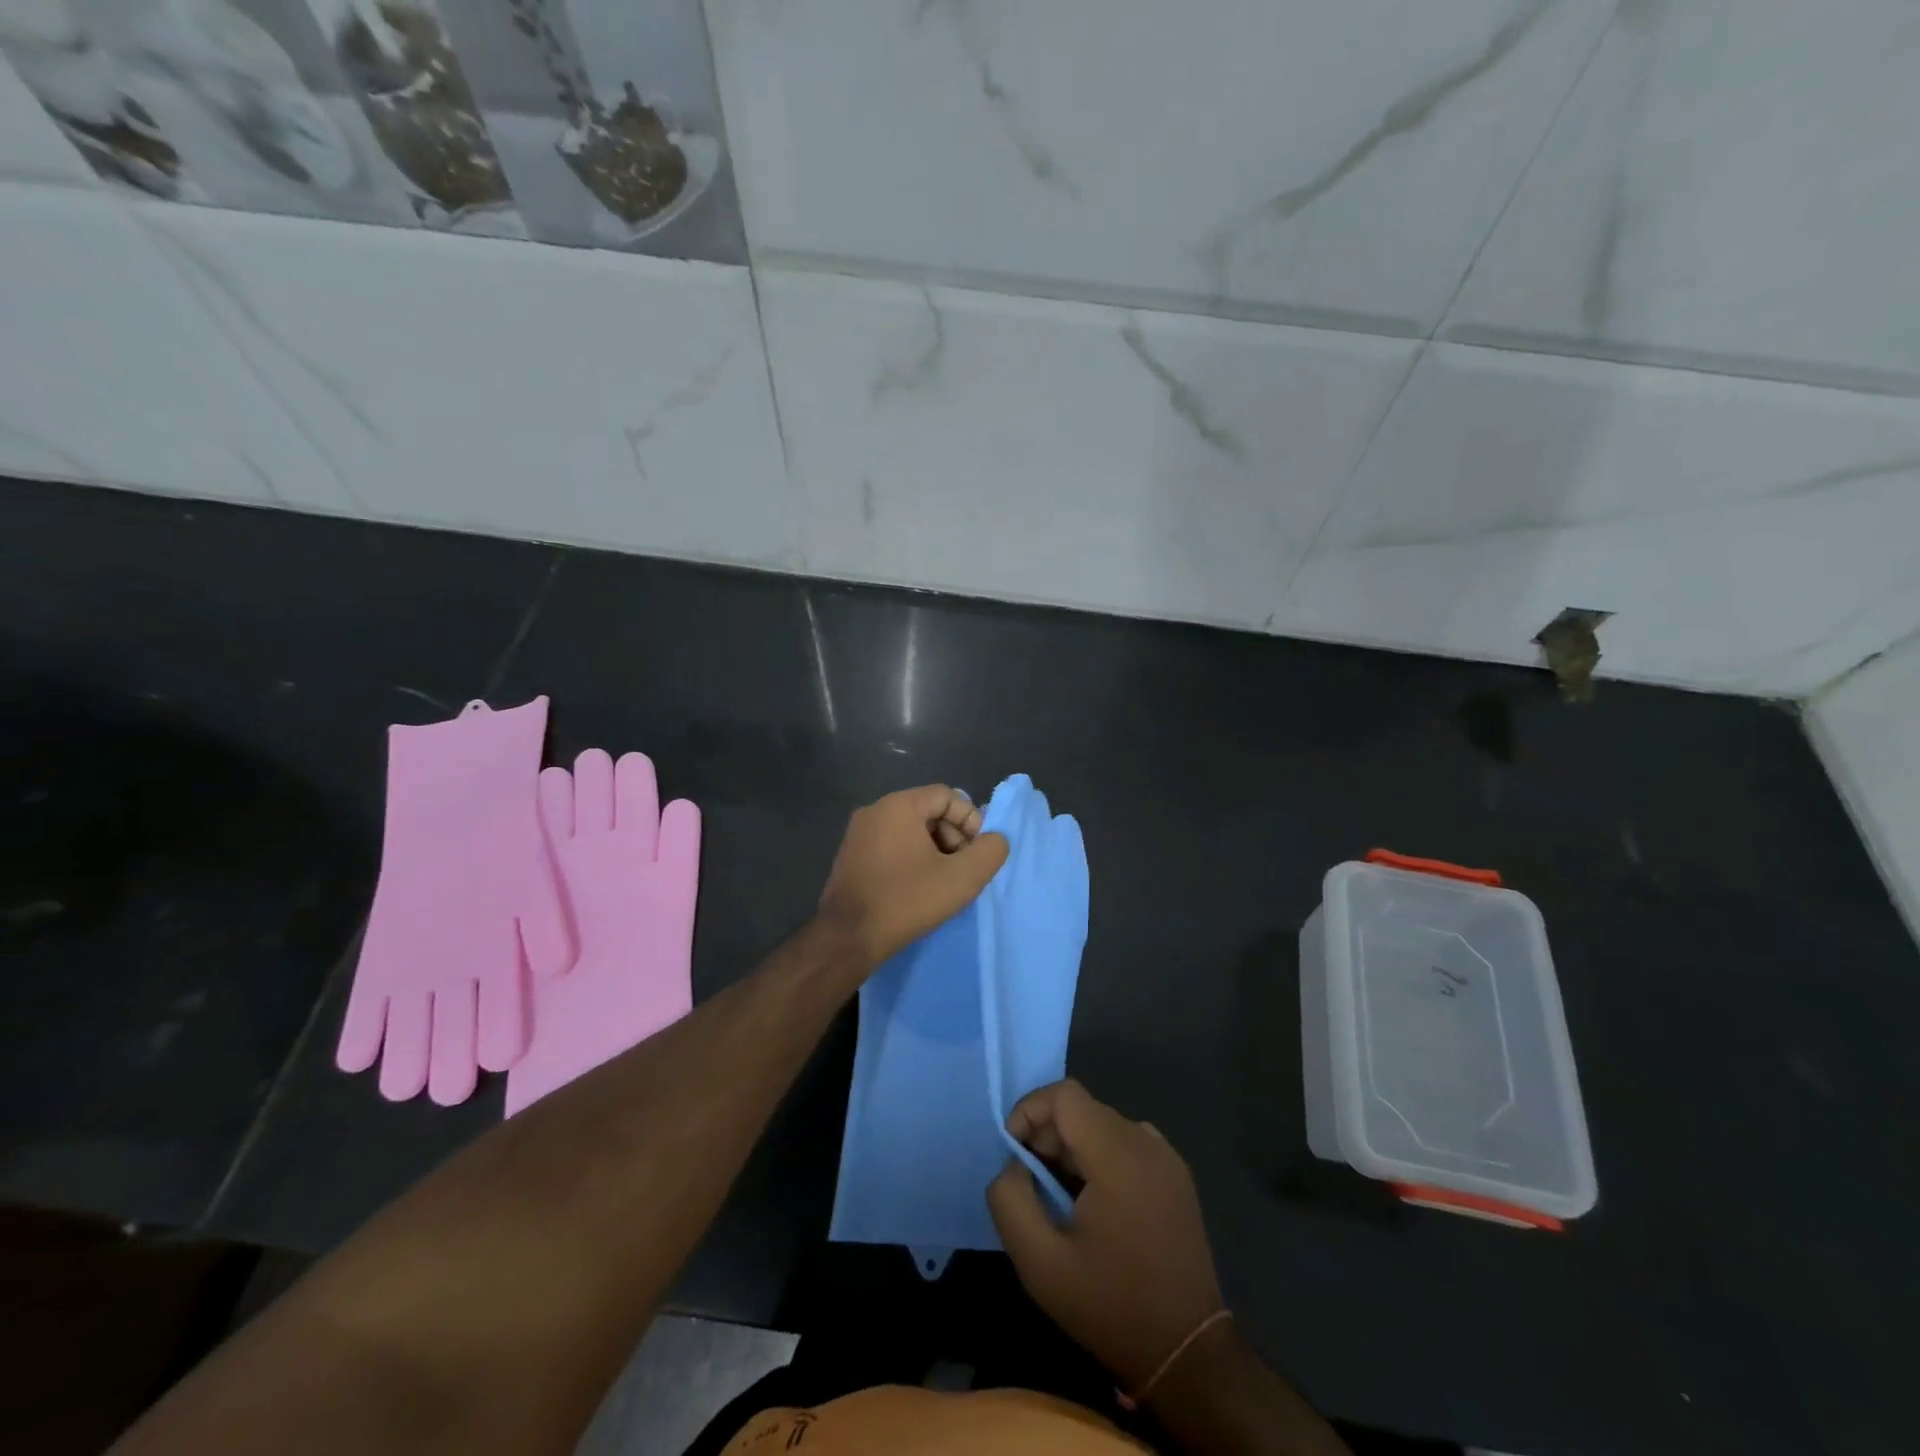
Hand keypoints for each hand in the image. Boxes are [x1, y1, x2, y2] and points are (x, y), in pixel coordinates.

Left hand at [817, 784, 1008, 972]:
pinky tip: (919, 890)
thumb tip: (995, 839)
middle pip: (928, 812)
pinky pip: (891, 847)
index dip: (971, 820)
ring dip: (934, 852)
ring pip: (910, 831)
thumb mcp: (962, 877)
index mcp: (899, 805)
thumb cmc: (907, 900)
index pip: (948, 796)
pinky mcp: (850, 857)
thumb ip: (989, 851)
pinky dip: (911, 860)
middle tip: (963, 870)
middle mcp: (874, 811)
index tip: (978, 852)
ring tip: (944, 883)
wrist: (848, 938)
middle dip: (953, 837)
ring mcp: (858, 834)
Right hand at [987, 1079, 1224, 1391]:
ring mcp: (1167, 1157)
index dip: (1030, 1111)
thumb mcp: (1040, 1264)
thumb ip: (1011, 1200)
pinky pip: (1126, 1144)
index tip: (1014, 1154)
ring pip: (1102, 1126)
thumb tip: (1013, 1163)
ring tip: (1062, 1201)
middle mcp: (1146, 1142)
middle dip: (1048, 1137)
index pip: (1065, 1095)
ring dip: (1072, 1150)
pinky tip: (1096, 1207)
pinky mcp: (1177, 1176)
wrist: (1187, 1354)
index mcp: (1118, 1154)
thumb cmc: (1111, 1306)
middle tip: (1034, 1187)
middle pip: (1083, 1110)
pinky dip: (1100, 1159)